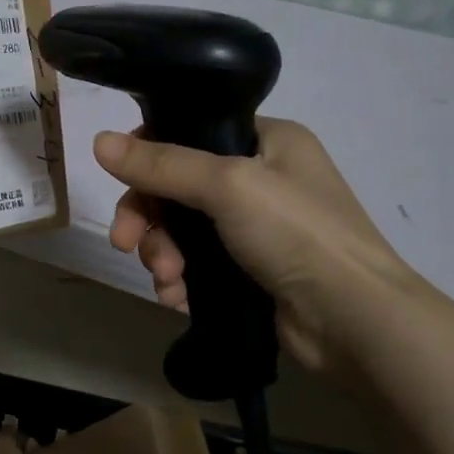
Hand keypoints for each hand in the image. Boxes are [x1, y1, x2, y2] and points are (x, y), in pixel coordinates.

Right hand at [96, 119, 429, 380]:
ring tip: (166, 279)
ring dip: (162, 252)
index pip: (191, 131)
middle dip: (150, 217)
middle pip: (178, 185)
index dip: (150, 154)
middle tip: (126, 242)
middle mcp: (261, 177)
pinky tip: (176, 297)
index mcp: (267, 140)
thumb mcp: (228, 186)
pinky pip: (196, 263)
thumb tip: (98, 142)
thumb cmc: (297, 233)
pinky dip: (180, 278)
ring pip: (182, 228)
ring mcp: (255, 227)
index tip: (122, 180)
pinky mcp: (249, 270)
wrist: (355, 322)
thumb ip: (162, 164)